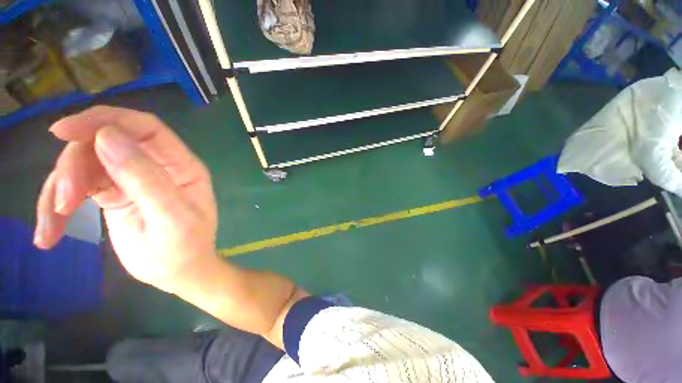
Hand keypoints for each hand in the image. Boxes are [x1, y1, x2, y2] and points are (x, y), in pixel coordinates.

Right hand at [35, 106, 217, 293]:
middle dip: (76, 164)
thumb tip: (106, 135)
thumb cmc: (185, 247)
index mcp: (181, 166)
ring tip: (52, 226)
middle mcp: (157, 165)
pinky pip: (77, 187)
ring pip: (85, 163)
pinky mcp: (112, 195)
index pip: (145, 128)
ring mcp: (132, 178)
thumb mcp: (172, 216)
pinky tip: (48, 234)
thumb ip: (145, 178)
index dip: (105, 120)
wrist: (179, 273)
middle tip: (63, 201)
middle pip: (106, 142)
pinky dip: (56, 206)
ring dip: (61, 188)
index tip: (64, 131)